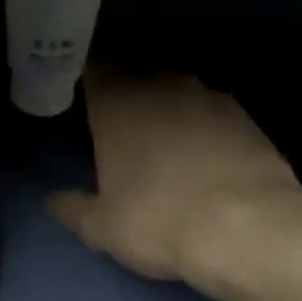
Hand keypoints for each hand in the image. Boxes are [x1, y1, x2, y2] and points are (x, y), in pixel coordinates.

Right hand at [48, 70, 301, 285]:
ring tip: (164, 148)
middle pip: (136, 79)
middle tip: (119, 133)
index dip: (87, 85)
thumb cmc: (157, 220)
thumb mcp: (101, 227)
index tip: (82, 104)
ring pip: (177, 95)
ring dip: (168, 113)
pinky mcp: (246, 116)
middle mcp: (161, 86)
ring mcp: (209, 97)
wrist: (248, 229)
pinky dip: (203, 130)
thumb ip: (72, 208)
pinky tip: (204, 161)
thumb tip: (53, 201)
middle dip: (127, 100)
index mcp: (117, 103)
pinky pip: (212, 115)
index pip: (94, 71)